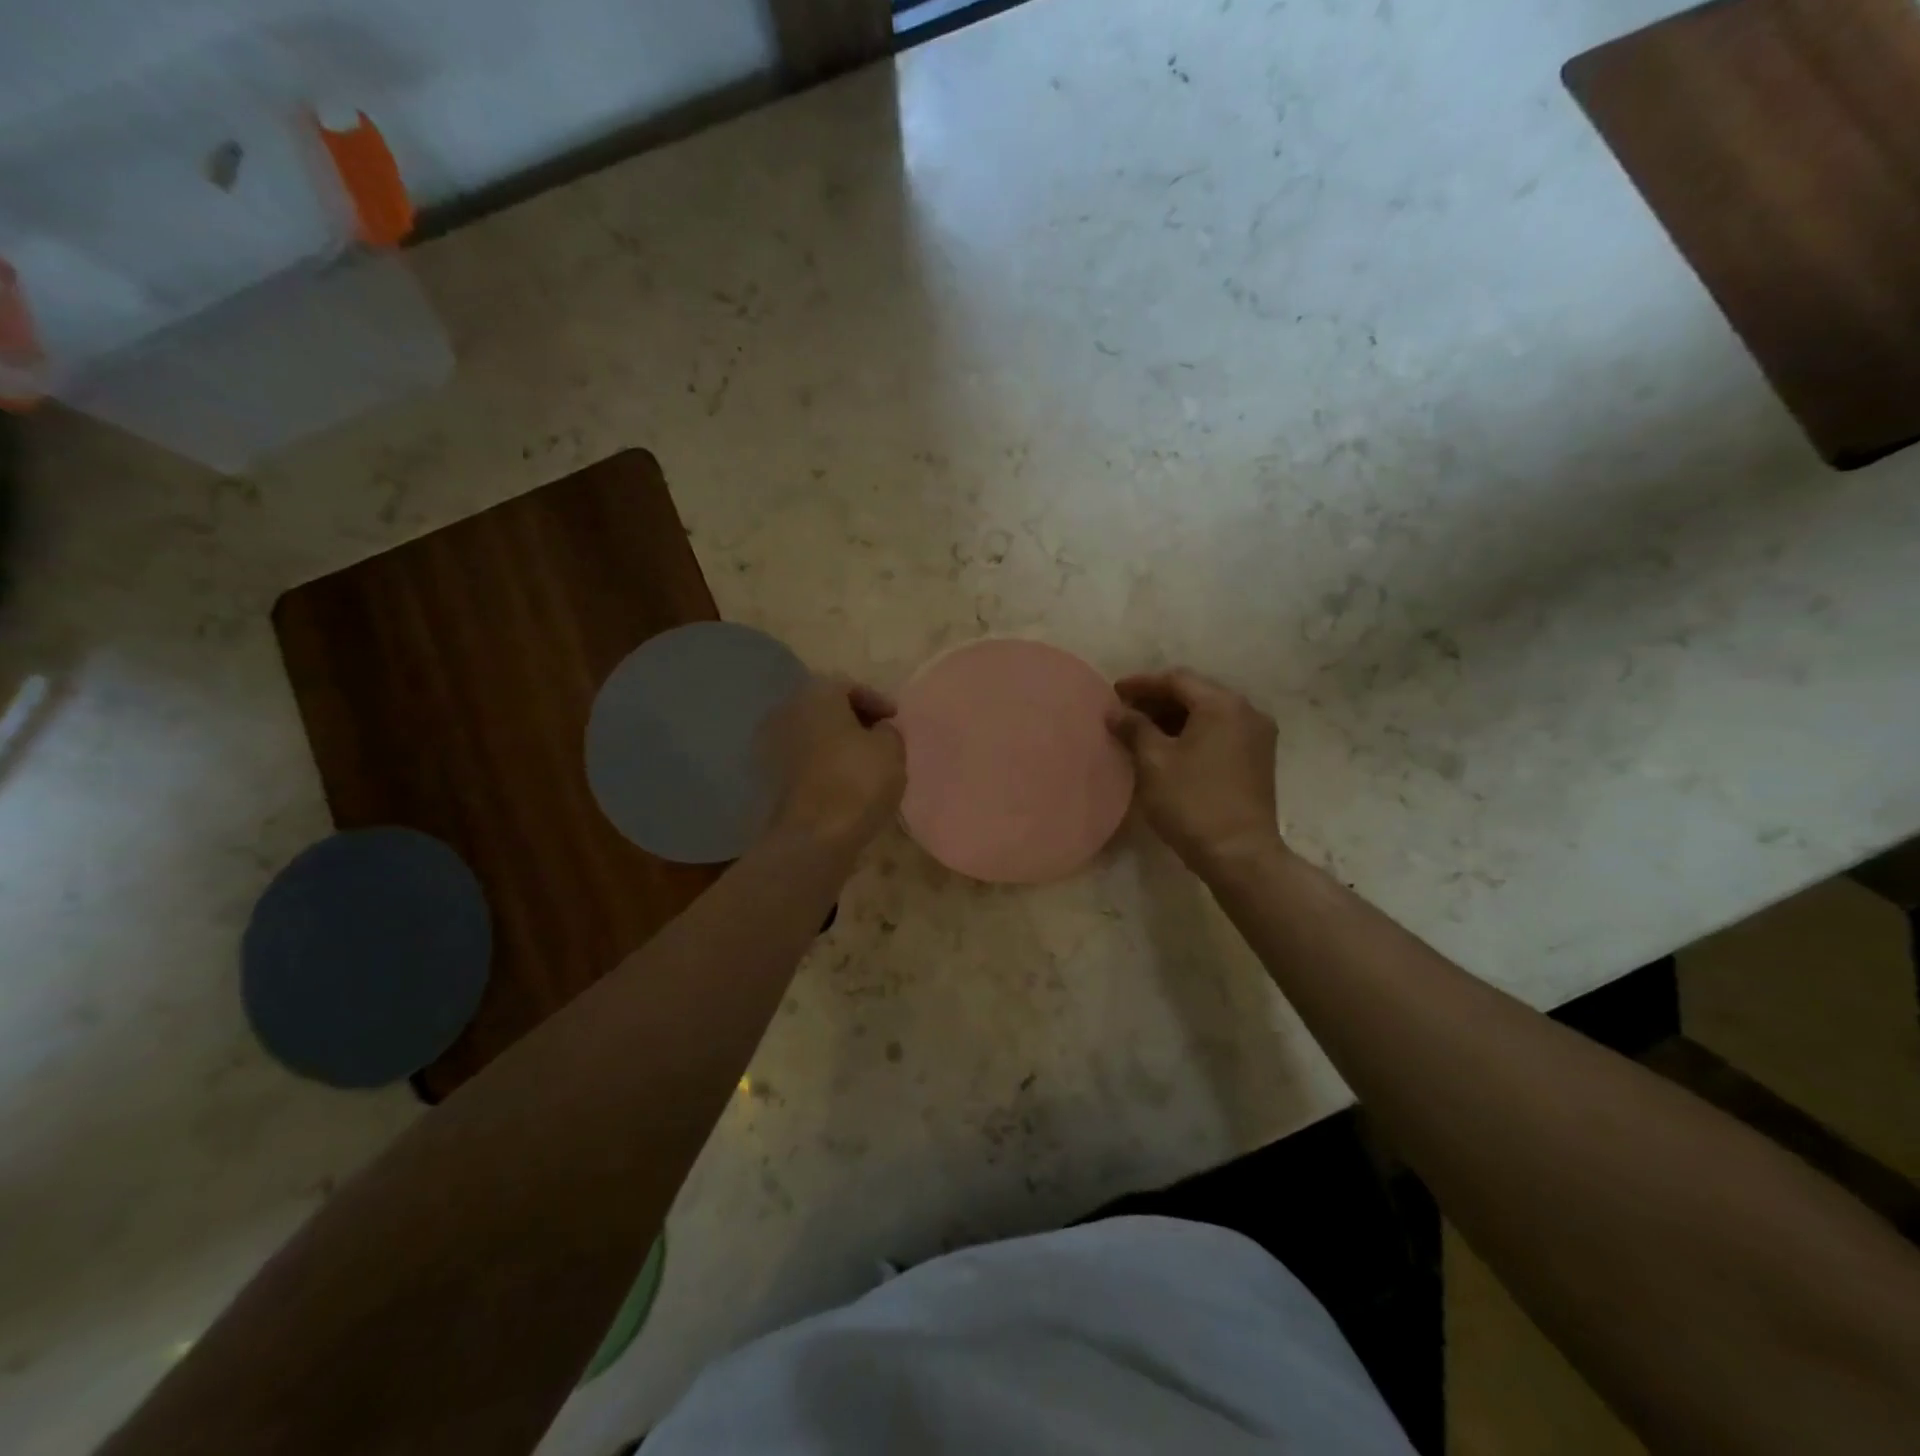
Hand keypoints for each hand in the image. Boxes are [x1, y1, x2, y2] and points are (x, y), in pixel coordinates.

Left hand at [762, 675, 906, 851]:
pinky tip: (843, 779)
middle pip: (826, 708)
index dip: (877, 701)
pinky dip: (823, 763)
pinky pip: (804, 759)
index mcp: (816, 695)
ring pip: (813, 734)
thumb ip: (888, 731)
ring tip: (863, 760)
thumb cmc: (857, 781)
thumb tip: (878, 730)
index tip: (895, 719)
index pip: (849, 686)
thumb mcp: (891, 749)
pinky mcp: (770, 776)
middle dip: (854, 720)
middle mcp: (788, 711)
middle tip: (880, 736)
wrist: (814, 836)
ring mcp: (773, 744)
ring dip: (837, 743)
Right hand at [1107, 668, 1281, 872]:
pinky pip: (1220, 732)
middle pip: (1195, 693)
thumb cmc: (1192, 802)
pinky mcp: (1258, 759)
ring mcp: (1257, 736)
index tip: (1113, 692)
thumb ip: (1134, 728)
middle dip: (1158, 700)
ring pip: (1208, 714)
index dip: (1141, 684)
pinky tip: (1168, 748)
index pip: (1176, 680)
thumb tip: (1115, 711)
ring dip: (1174, 718)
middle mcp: (1247, 712)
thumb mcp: (1154, 761)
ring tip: (1141, 731)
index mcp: (1222, 705)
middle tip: (1125, 712)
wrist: (1239, 854)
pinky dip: (1192, 733)